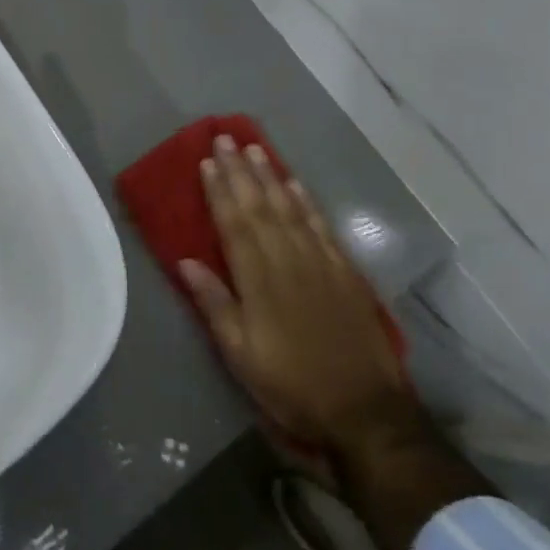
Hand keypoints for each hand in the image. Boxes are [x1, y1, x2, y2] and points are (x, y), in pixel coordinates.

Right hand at [180, 138, 421, 463]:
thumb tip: (185, 261)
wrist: (364, 410)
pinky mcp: (345, 271)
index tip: (207, 160)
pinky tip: (295, 184)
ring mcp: (320, 262)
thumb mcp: (240, 356)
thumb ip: (215, 305)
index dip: (219, 190)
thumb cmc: (292, 385)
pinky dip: (306, 201)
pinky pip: (321, 225)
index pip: (234, 224)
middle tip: (226, 138)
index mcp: (259, 280)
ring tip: (255, 149)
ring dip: (271, 176)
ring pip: (290, 208)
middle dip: (241, 171)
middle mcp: (288, 260)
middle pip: (260, 206)